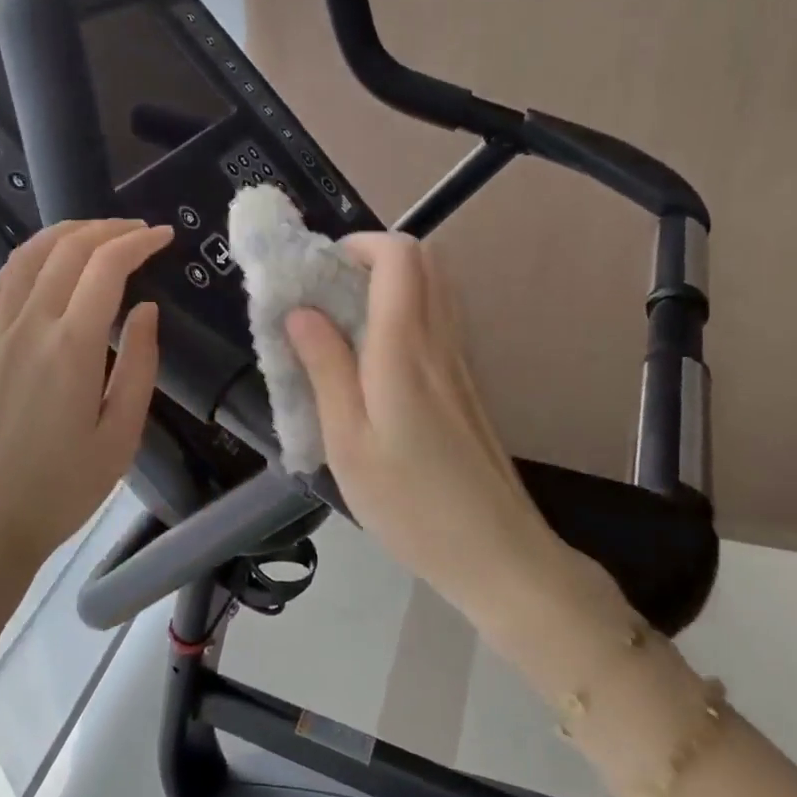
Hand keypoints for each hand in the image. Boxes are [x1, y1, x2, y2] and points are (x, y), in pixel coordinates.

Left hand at [0, 219, 171, 670]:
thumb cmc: (62, 489)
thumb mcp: (121, 435)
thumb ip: (138, 365)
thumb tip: (145, 310)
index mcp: (71, 346)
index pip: (105, 267)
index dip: (138, 242)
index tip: (164, 236)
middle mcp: (28, 326)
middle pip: (65, 250)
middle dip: (106, 229)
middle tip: (139, 231)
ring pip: (26, 258)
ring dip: (64, 234)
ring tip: (95, 234)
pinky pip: (0, 284)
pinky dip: (28, 260)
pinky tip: (43, 266)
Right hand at [285, 234, 563, 610]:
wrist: (495, 552)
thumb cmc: (410, 503)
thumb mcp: (348, 441)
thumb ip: (325, 368)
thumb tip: (301, 311)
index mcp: (406, 348)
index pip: (400, 256)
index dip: (359, 244)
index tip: (319, 271)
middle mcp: (440, 341)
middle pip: (425, 260)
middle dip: (373, 257)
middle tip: (329, 292)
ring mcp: (462, 361)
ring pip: (436, 288)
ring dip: (391, 283)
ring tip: (346, 322)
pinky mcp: (468, 383)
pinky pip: (440, 320)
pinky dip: (407, 312)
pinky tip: (375, 359)